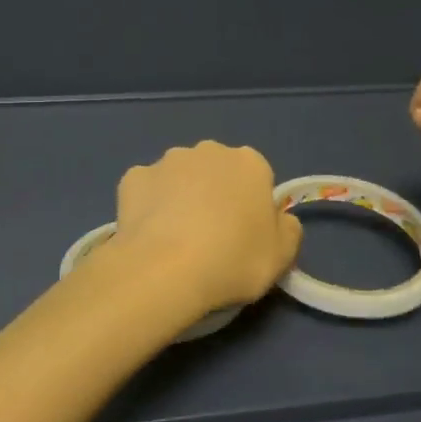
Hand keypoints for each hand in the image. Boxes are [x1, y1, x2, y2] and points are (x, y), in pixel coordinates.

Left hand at [113, 141, 302, 315]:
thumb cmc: (232, 261)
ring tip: (176, 240)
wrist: (164, 270)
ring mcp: (167, 161)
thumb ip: (287, 229)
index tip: (245, 236)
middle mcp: (208, 151)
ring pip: (180, 177)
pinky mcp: (133, 177)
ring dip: (181, 197)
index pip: (257, 178)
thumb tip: (280, 219)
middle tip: (212, 238)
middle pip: (217, 171)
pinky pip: (147, 190)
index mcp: (249, 163)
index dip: (252, 207)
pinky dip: (149, 206)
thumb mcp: (282, 255)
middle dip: (215, 194)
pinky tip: (149, 234)